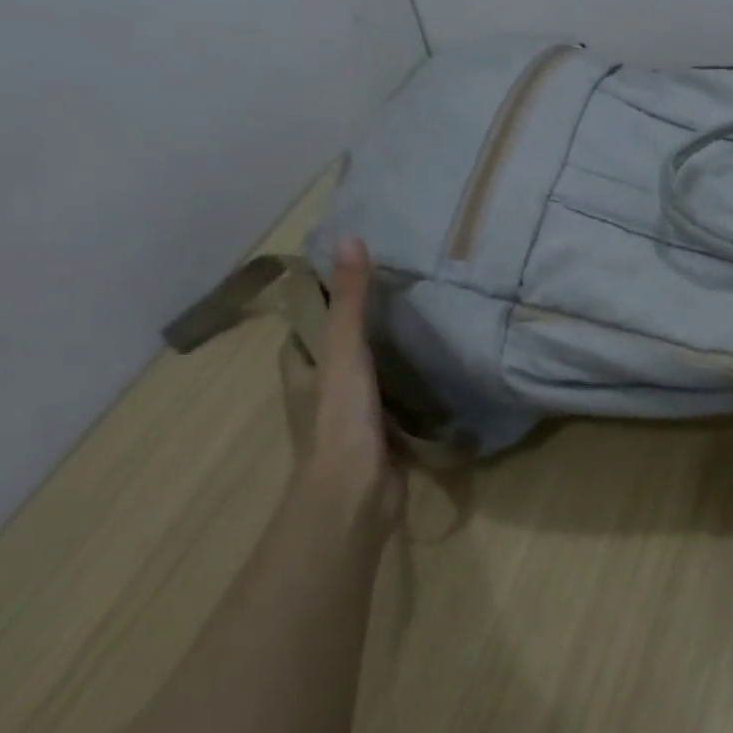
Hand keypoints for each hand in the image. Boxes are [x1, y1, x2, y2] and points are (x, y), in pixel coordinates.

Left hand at [294, 238, 404, 532]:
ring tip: (420, 322)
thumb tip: (350, 238)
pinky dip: (403, 384)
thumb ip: (349, 300)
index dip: (321, 299)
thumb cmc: (340, 420)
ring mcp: (348, 416)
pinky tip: (430, 370)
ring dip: (383, 354)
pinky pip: (389, 399)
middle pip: (335, 348)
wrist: (356, 495)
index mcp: (302, 369)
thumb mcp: (344, 351)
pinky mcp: (377, 435)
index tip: (355, 272)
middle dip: (358, 324)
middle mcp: (319, 391)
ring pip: (363, 374)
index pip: (305, 325)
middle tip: (399, 292)